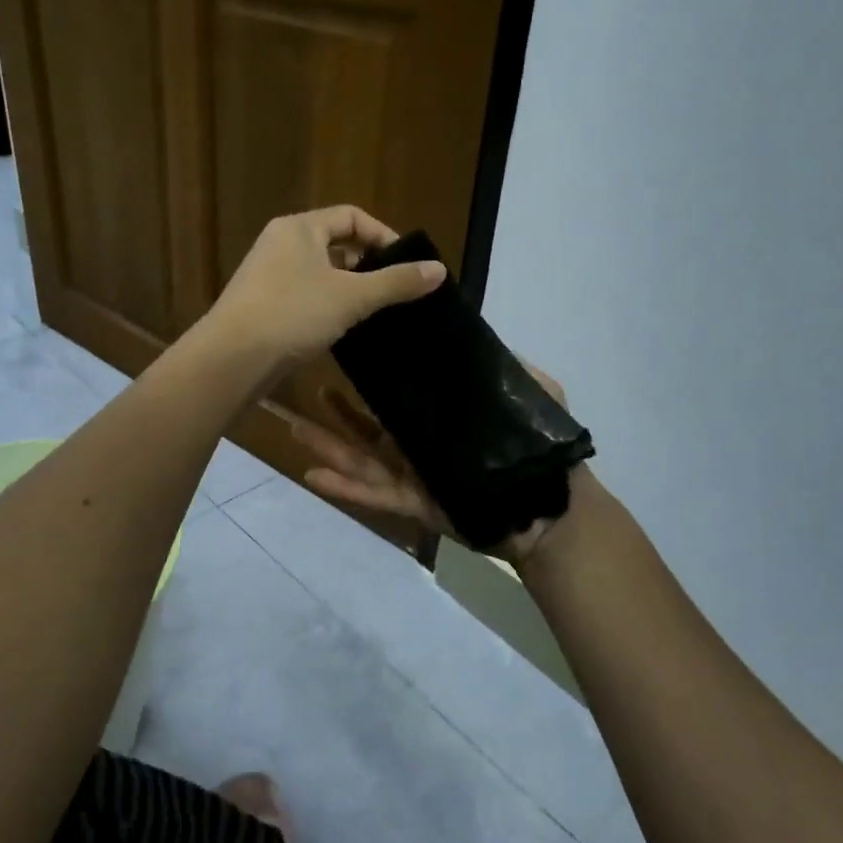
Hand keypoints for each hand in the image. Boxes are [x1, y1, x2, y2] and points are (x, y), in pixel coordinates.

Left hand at [203, 206, 444, 375]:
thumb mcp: (352, 296)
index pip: (351, 216)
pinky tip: (342, 328)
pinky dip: (327, 305)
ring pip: (319, 272)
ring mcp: (267, 275)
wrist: (232, 359)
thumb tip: (439, 270)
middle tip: (393, 289)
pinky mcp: (262, 305)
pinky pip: (304, 295)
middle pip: (335, 243)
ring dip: (348, 287)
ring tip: (374, 311)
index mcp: (299, 228)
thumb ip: (396, 282)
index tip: (406, 265)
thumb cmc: (293, 314)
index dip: (383, 236)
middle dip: (367, 264)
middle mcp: (280, 243)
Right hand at [292, 372, 572, 563]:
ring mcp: (412, 474)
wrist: (549, 509)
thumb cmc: (537, 449)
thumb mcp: (532, 392)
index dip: (371, 375)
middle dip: (334, 410)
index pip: (399, 392)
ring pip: (360, 457)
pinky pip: (373, 494)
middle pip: (366, 424)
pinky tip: (312, 474)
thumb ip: (505, 367)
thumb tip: (474, 333)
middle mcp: (419, 443)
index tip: (346, 349)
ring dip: (327, 443)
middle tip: (301, 386)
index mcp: (440, 417)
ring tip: (292, 425)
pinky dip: (344, 487)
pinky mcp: (412, 504)